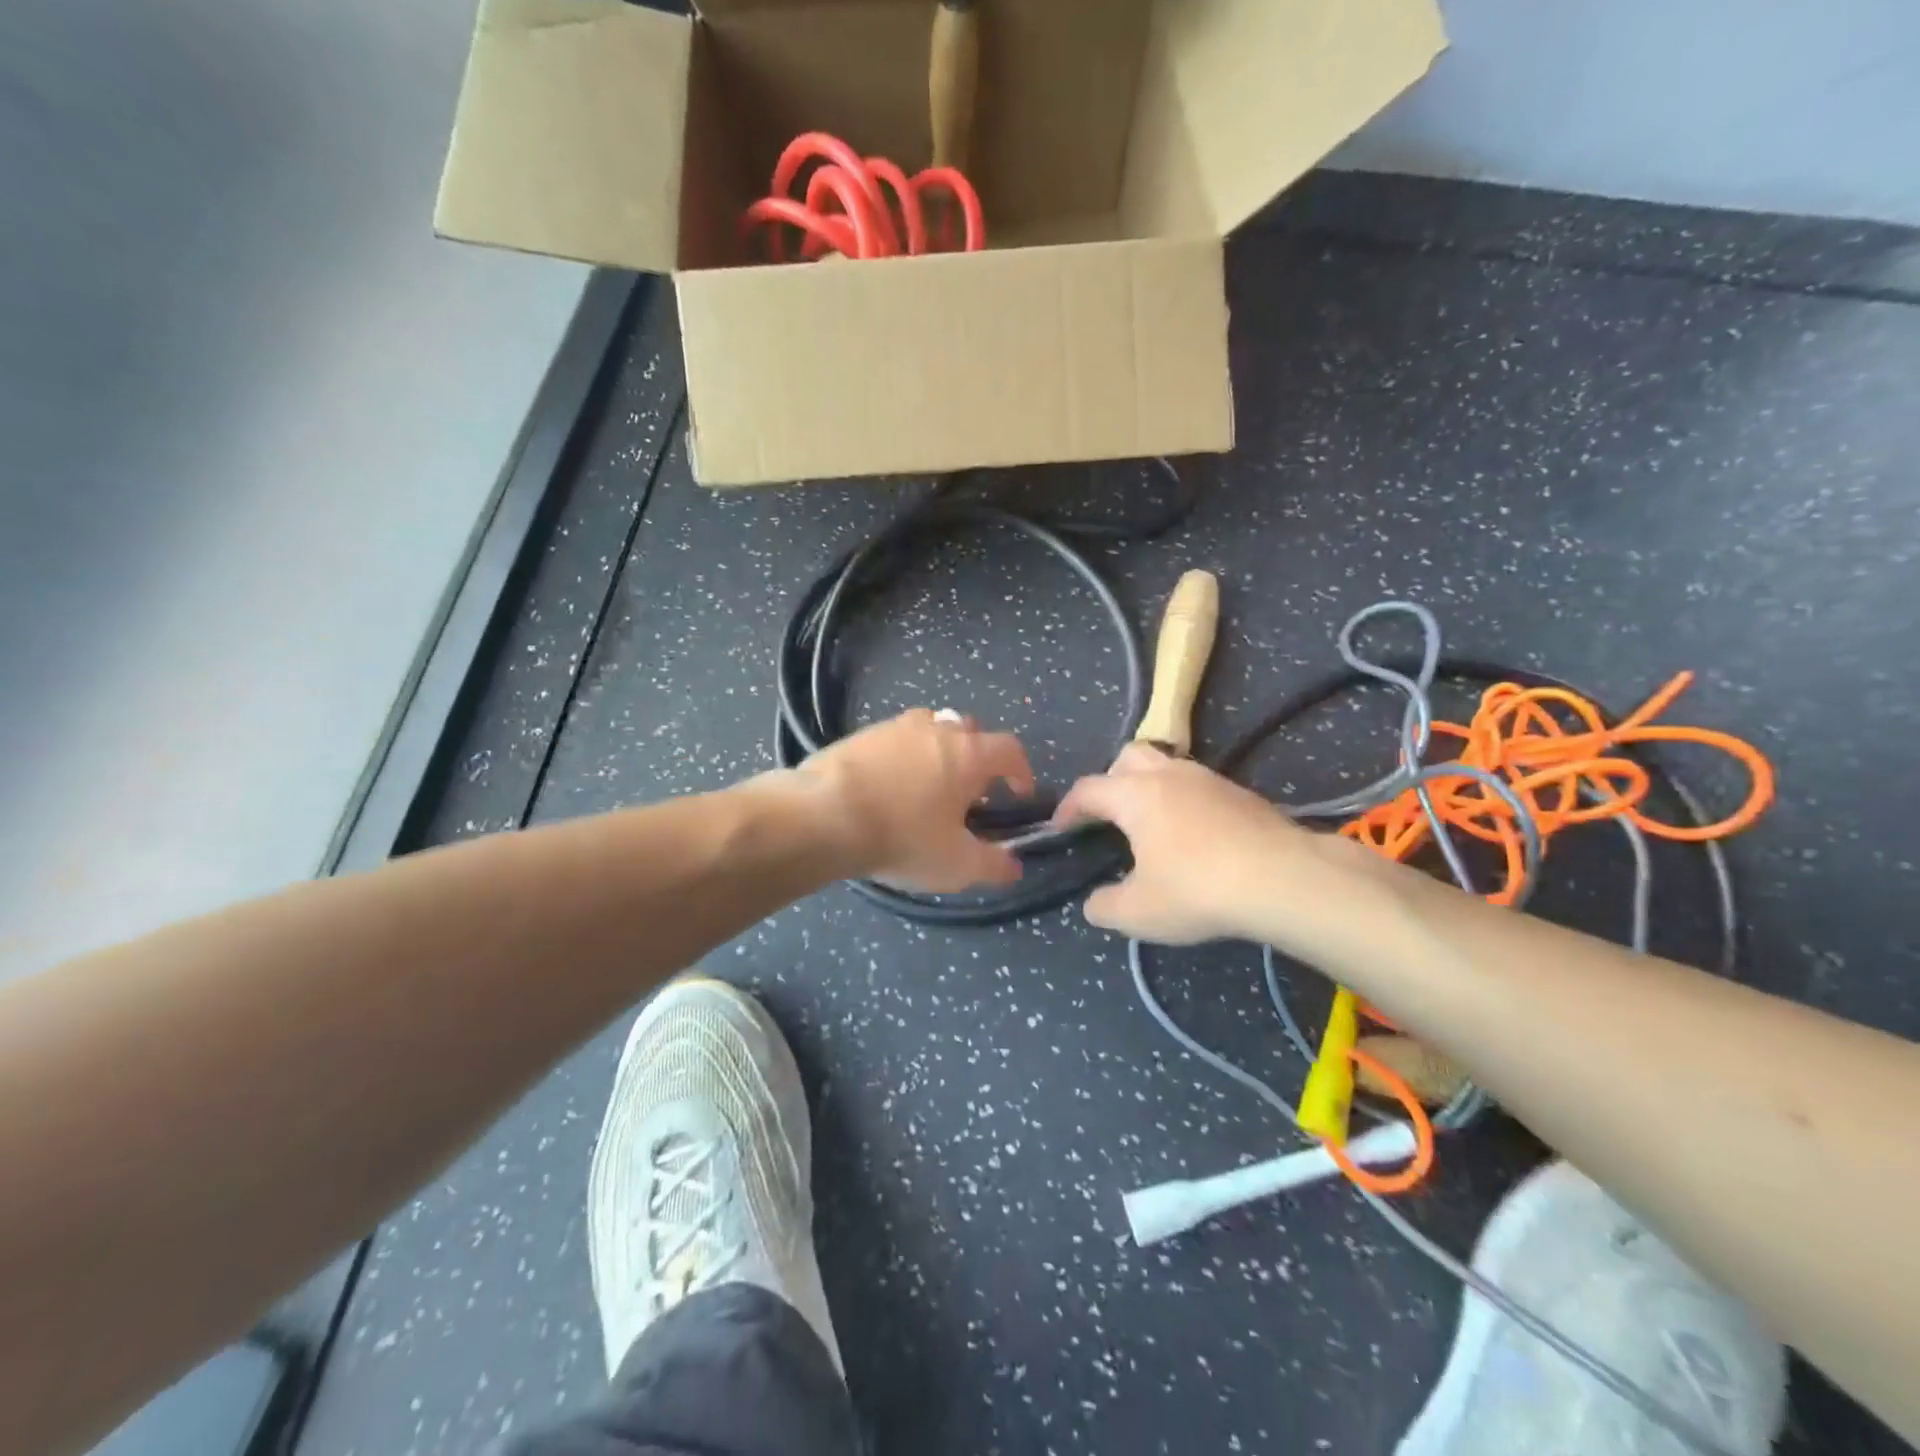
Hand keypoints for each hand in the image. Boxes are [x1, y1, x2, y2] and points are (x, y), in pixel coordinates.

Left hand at [797, 710, 1036, 892]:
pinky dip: (901, 756)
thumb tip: (1015, 866)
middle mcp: (936, 729)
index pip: (1010, 749)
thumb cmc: (903, 837)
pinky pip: (895, 739)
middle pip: (970, 731)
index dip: (1021, 770)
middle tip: (969, 791)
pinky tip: (887, 786)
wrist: (824, 816)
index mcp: (968, 754)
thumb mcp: (956, 864)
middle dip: (977, 757)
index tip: (1019, 793)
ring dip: (938, 751)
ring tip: (927, 786)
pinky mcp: (861, 734)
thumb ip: (993, 865)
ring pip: (930, 729)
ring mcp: (895, 727)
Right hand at [1054, 743, 1327, 942]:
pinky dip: (1184, 802)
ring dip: (1151, 788)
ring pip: (1168, 767)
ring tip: (1152, 826)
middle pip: (1129, 757)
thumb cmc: (1197, 890)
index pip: (1088, 790)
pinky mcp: (1241, 793)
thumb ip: (1105, 907)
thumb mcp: (1138, 912)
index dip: (1068, 808)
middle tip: (1109, 815)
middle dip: (1111, 780)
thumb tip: (1095, 904)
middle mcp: (1169, 775)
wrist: (1284, 880)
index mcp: (1135, 795)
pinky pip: (1198, 787)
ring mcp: (1209, 780)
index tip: (1060, 827)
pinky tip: (1194, 837)